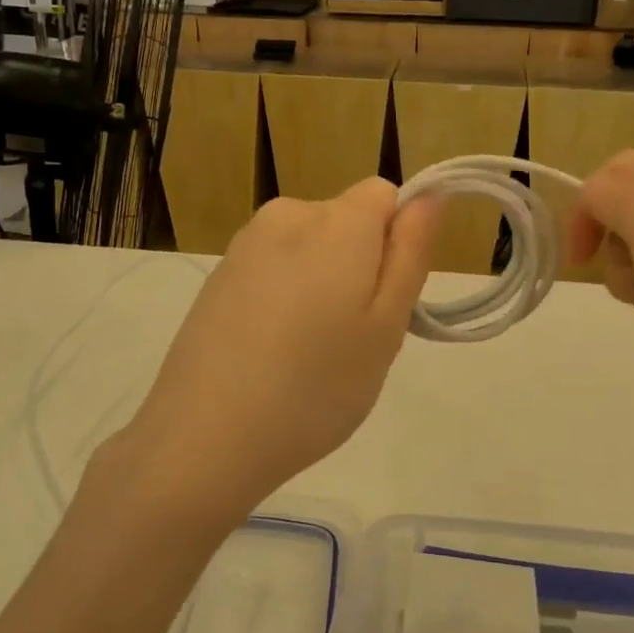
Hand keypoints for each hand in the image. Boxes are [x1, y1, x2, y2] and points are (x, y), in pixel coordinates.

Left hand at [117, 179, 438, 520]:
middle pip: (346, 220)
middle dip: (360, 263)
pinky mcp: (218, 274)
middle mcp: (287, 214)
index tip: (385, 298)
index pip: (384, 195)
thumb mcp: (386, 326)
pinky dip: (284, 295)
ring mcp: (245, 244)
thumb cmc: (315, 386)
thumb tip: (430, 195)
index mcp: (336, 220)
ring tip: (308, 351)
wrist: (204, 437)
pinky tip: (270, 350)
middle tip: (351, 338)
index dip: (396, 241)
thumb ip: (412, 252)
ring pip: (310, 246)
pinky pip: (273, 267)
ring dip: (321, 281)